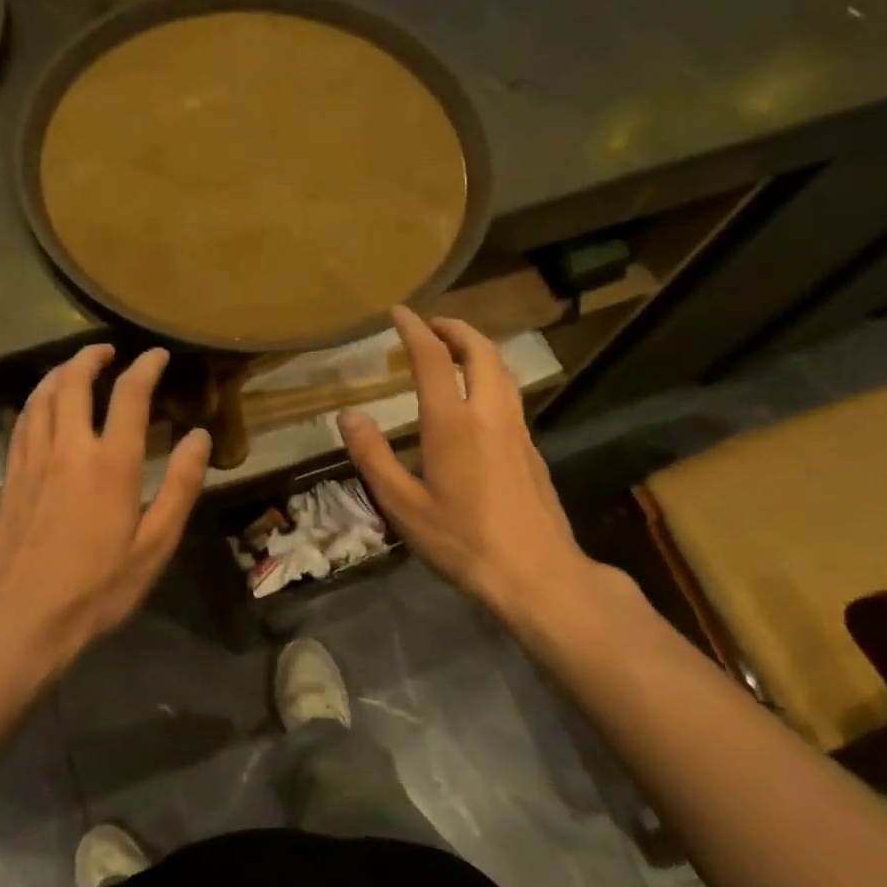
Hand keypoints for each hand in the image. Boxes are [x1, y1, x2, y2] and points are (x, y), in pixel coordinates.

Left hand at [0, 344, 210, 679]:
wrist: (22, 617)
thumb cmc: (97, 587)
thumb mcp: (154, 544)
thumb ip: (179, 486)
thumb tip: (200, 437)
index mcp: (110, 463)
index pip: (129, 394)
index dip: (146, 367)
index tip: (158, 356)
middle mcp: (68, 448)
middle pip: (73, 381)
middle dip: (92, 357)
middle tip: (109, 352)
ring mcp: (33, 459)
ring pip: (42, 395)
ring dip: (60, 372)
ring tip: (75, 368)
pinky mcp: (11, 476)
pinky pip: (23, 421)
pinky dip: (37, 400)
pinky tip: (43, 406)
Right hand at [339, 308, 613, 638]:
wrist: (537, 574)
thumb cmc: (462, 541)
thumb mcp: (403, 505)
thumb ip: (373, 457)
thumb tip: (349, 415)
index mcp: (453, 424)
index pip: (433, 358)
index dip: (414, 330)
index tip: (399, 312)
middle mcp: (489, 415)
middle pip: (481, 351)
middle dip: (456, 329)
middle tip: (431, 325)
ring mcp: (517, 431)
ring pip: (502, 371)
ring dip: (478, 349)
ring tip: (454, 351)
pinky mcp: (531, 450)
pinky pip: (510, 395)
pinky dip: (490, 377)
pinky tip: (476, 400)